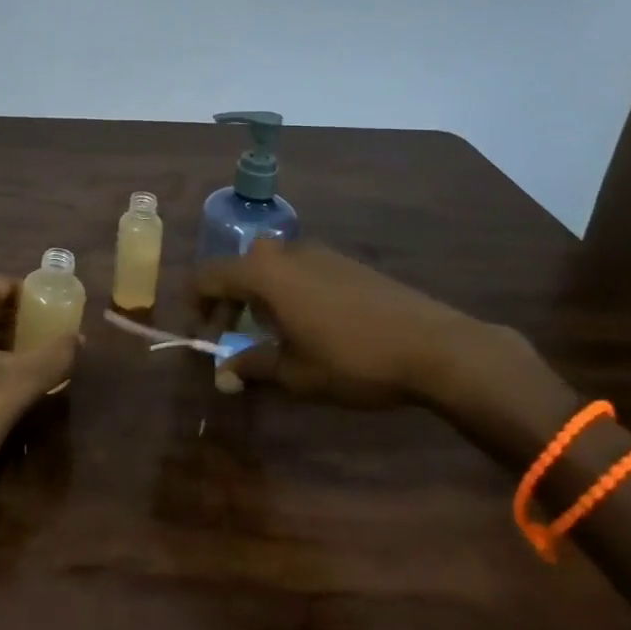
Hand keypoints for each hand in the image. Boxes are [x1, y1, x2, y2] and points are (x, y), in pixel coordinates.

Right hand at [189, 238, 510, 407]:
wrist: (435, 345)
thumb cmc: (352, 359)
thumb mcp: (295, 372)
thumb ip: (252, 367)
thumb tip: (222, 376)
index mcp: (263, 273)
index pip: (209, 275)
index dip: (195, 301)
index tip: (198, 330)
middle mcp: (284, 252)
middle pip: (239, 268)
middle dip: (228, 301)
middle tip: (231, 335)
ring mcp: (317, 252)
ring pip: (270, 268)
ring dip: (258, 296)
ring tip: (271, 334)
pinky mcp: (344, 261)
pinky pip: (298, 270)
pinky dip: (287, 291)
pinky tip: (308, 323)